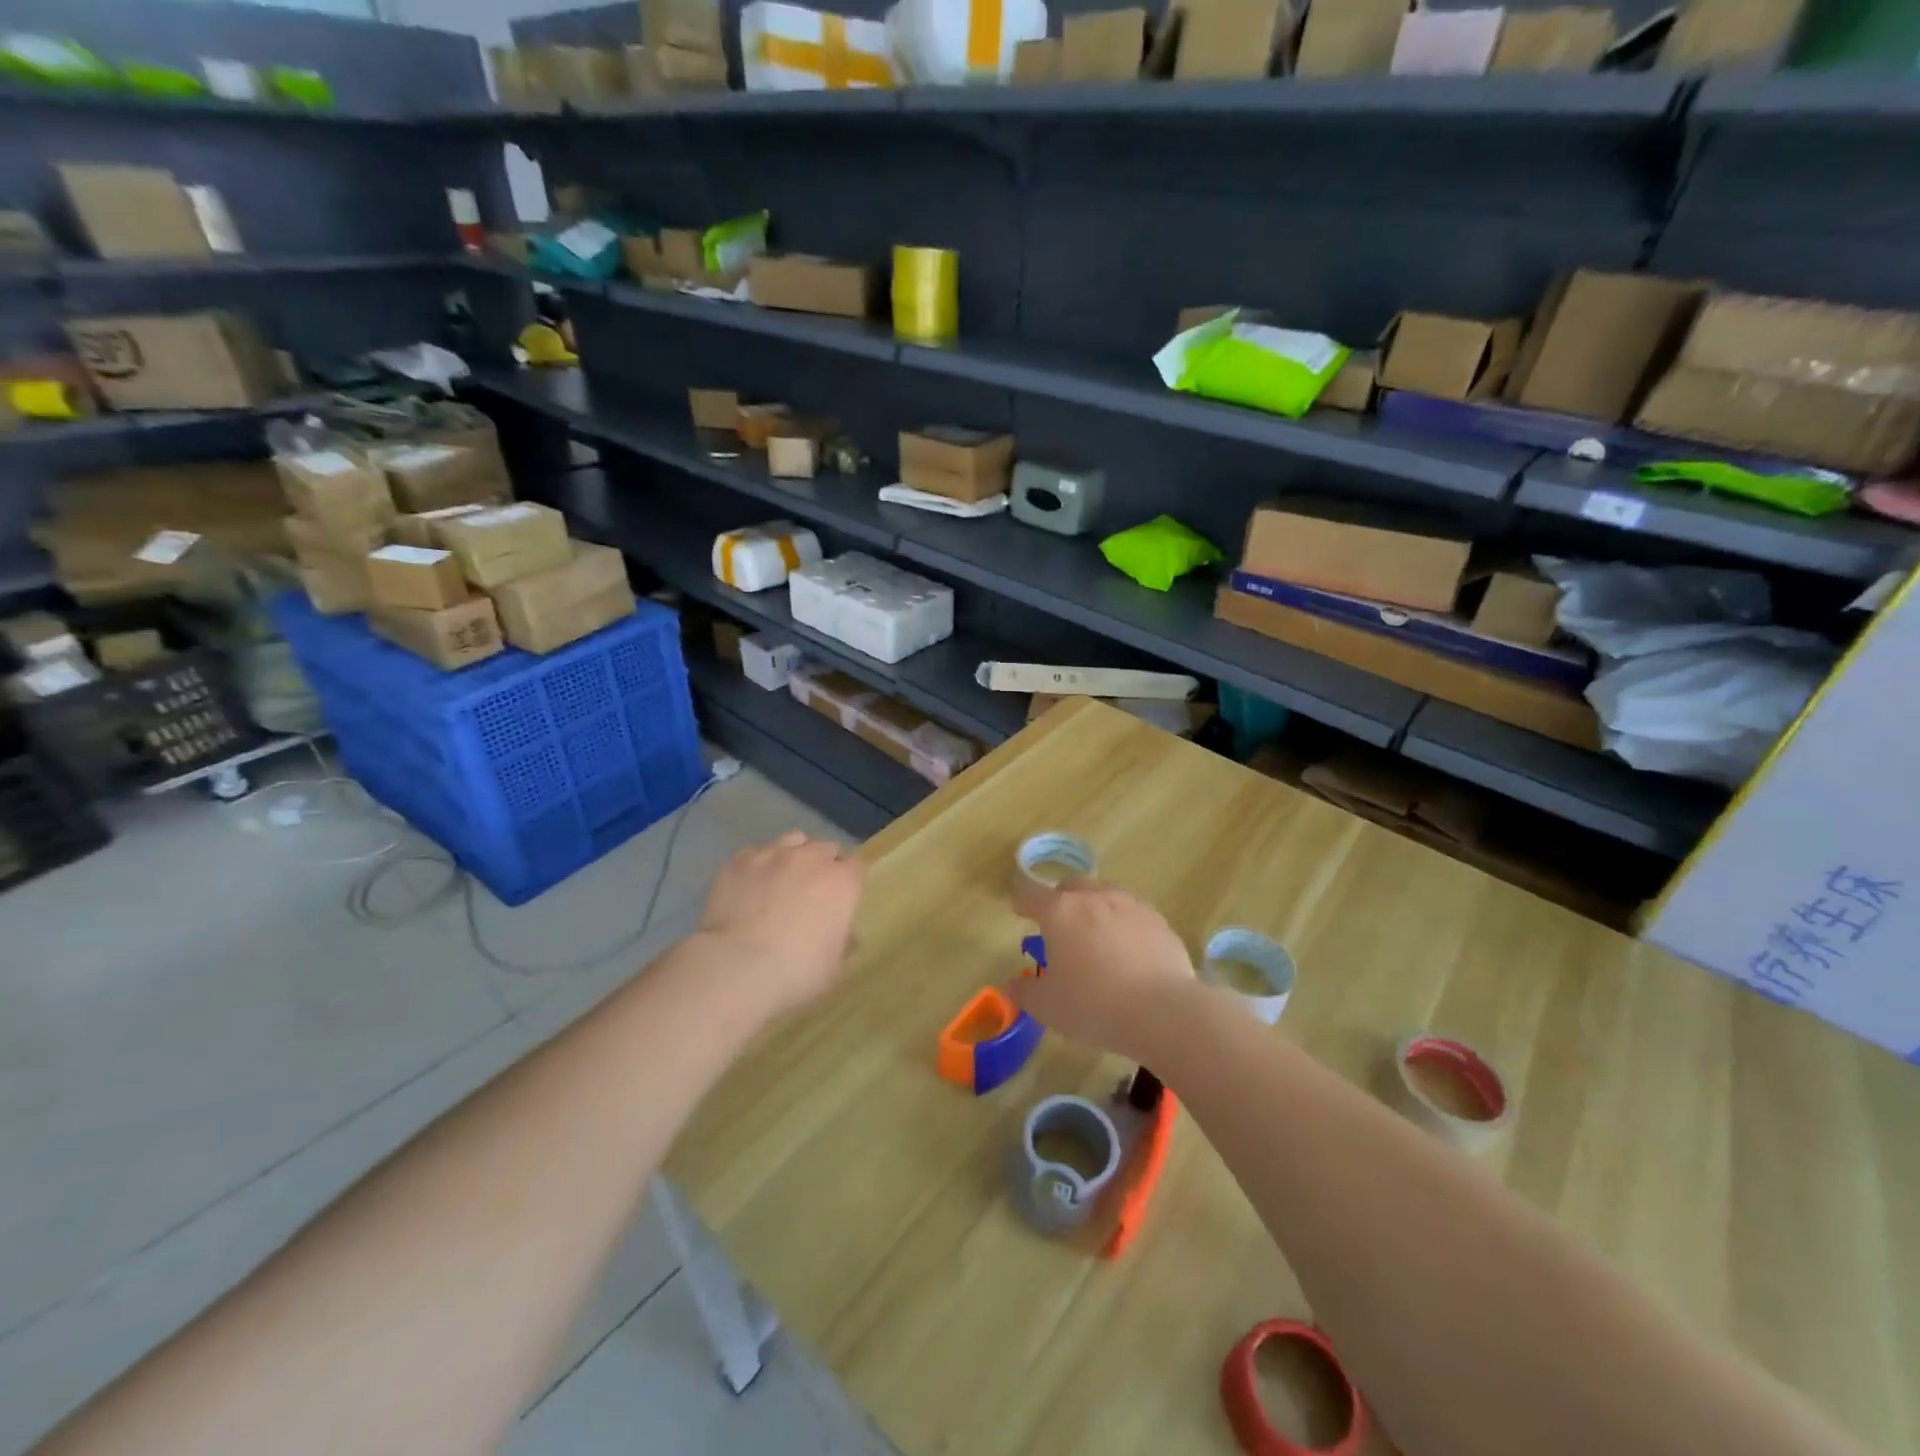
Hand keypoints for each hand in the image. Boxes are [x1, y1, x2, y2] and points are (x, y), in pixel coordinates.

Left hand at [696, 831, 865, 1018]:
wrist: (736, 968)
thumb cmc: (795, 973)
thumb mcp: (834, 969)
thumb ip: (845, 944)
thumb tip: (847, 936)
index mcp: (842, 883)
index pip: (857, 866)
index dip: (850, 880)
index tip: (843, 898)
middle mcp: (811, 858)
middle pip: (826, 848)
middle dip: (824, 864)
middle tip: (813, 891)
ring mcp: (773, 855)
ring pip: (793, 840)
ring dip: (794, 855)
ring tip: (783, 878)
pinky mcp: (739, 861)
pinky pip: (756, 852)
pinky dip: (759, 864)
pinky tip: (751, 885)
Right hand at [1005, 879, 1195, 1061]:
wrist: (1162, 1011)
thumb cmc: (1093, 1005)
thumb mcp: (1047, 1007)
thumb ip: (1026, 993)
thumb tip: (1014, 986)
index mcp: (1060, 912)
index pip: (1033, 897)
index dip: (1023, 903)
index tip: (1019, 910)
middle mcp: (1094, 898)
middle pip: (1071, 886)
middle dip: (1061, 899)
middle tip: (1058, 922)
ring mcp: (1130, 905)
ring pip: (1105, 894)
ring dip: (1094, 906)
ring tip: (1094, 931)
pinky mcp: (1158, 921)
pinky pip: (1133, 913)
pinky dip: (1124, 923)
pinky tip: (1127, 946)